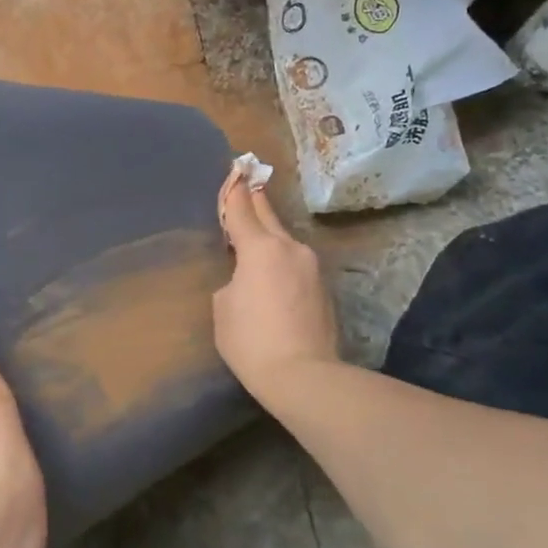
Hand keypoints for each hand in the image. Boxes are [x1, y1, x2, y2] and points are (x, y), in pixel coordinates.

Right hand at [213, 170, 340, 401]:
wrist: (305, 377)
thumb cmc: (251, 340)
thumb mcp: (223, 306)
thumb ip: (233, 279)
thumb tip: (247, 278)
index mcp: (260, 248)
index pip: (242, 209)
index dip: (234, 190)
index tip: (234, 170)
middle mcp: (289, 248)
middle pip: (268, 214)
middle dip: (255, 198)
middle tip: (248, 178)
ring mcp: (311, 267)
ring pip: (284, 240)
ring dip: (269, 233)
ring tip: (254, 234)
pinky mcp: (323, 289)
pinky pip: (295, 262)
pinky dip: (280, 259)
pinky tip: (271, 273)